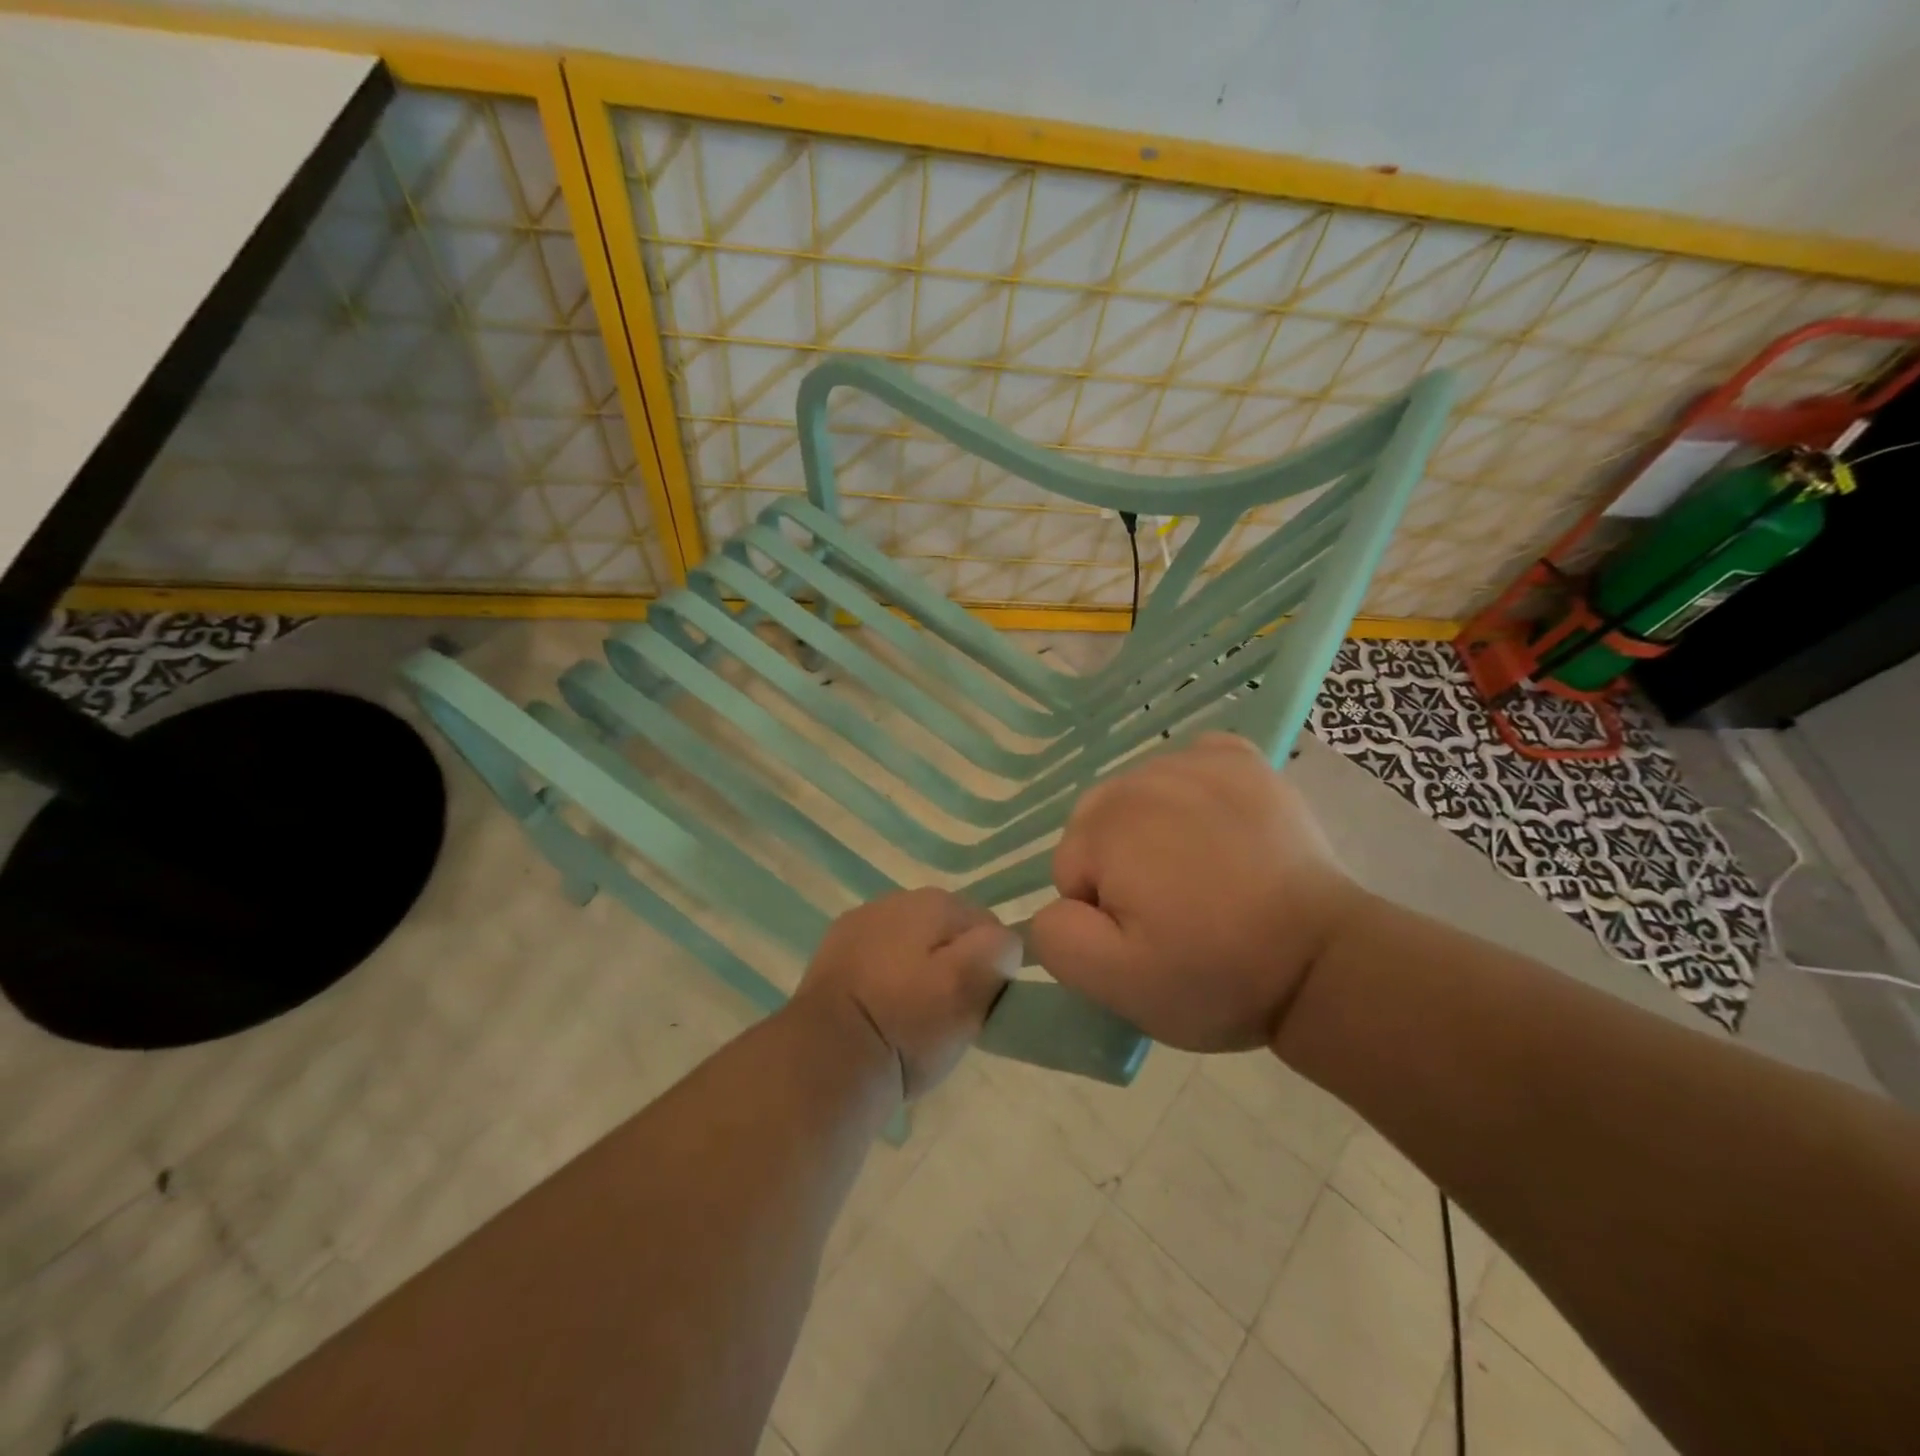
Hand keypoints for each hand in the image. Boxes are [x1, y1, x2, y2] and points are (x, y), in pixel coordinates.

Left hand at [796, 888, 1020, 1098]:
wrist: (824, 1060)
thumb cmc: (906, 1023)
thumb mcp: (970, 987)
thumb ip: (999, 950)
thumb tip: (1002, 942)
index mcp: (933, 900)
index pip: (988, 925)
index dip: (991, 967)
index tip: (980, 1005)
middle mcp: (894, 899)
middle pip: (947, 934)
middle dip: (955, 968)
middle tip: (950, 1017)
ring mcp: (858, 926)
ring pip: (912, 948)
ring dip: (920, 975)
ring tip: (914, 1021)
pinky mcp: (833, 956)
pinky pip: (879, 964)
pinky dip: (886, 985)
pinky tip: (882, 1015)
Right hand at [1029, 733, 1365, 1052]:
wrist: (1325, 960)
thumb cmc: (1217, 973)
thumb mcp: (1118, 984)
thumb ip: (1057, 939)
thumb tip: (1054, 905)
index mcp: (1109, 825)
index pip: (1070, 869)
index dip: (1101, 913)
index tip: (1149, 937)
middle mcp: (1145, 777)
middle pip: (1099, 824)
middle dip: (1120, 866)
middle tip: (1173, 910)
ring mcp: (1198, 761)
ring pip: (1139, 796)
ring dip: (1154, 832)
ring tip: (1203, 876)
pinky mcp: (1242, 760)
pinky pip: (1189, 764)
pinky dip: (1191, 791)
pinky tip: (1216, 828)